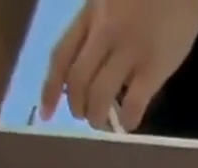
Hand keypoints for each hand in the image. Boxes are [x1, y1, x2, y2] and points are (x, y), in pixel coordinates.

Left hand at [41, 0, 197, 132]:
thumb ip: (96, 26)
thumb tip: (85, 67)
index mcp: (91, 13)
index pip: (61, 56)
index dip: (50, 89)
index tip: (45, 114)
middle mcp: (105, 32)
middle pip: (78, 82)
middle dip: (77, 108)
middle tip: (86, 117)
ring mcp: (129, 51)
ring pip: (99, 96)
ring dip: (98, 118)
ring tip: (105, 123)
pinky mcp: (153, 69)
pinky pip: (133, 105)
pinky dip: (128, 121)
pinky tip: (129, 123)